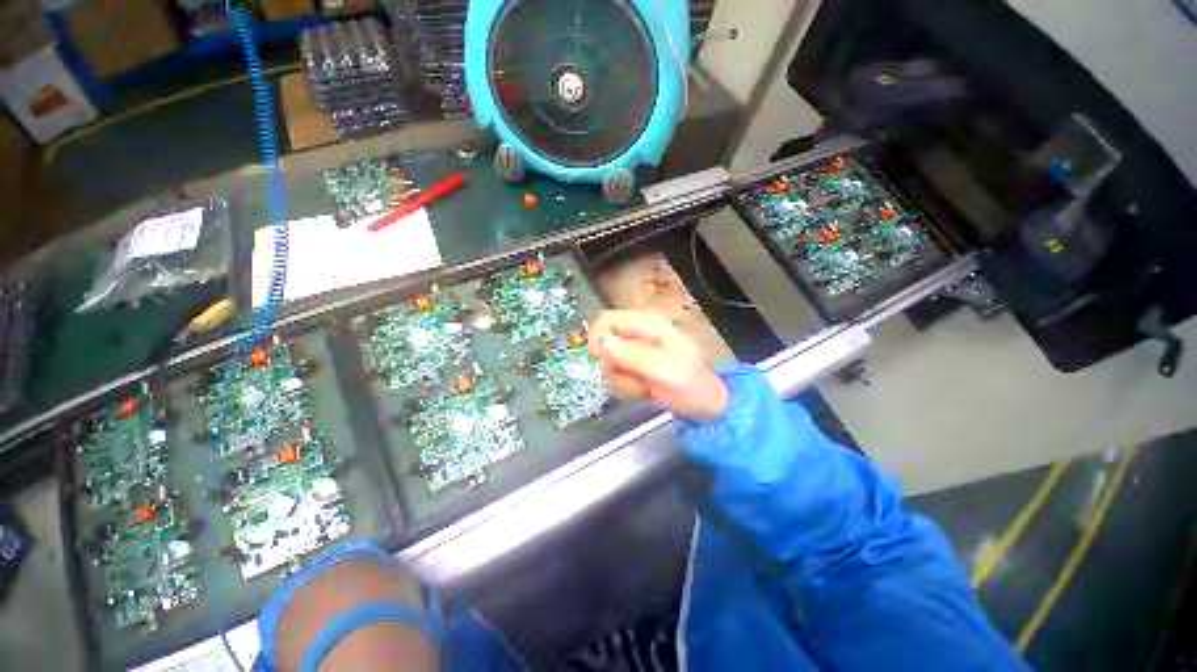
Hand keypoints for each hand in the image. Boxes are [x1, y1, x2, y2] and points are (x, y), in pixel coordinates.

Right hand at [588, 310, 728, 421]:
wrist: (705, 406)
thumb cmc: (692, 385)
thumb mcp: (667, 371)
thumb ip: (635, 356)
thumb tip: (603, 343)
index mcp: (647, 325)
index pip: (607, 320)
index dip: (598, 339)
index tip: (602, 362)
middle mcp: (637, 335)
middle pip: (603, 343)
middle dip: (612, 366)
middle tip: (631, 378)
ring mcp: (635, 352)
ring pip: (607, 363)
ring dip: (620, 379)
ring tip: (644, 386)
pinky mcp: (634, 368)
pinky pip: (615, 376)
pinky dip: (625, 386)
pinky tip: (644, 390)